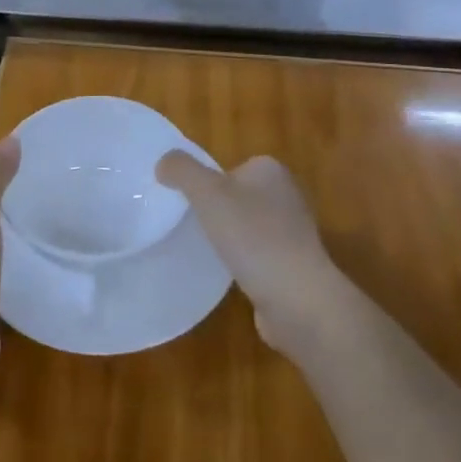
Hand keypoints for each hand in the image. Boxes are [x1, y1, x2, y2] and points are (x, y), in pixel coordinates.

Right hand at [156, 152, 360, 362]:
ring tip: (206, 251)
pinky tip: (228, 273)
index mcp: (271, 171)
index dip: (206, 183)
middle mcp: (287, 195)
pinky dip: (241, 261)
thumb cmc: (253, 237)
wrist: (297, 298)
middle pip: (237, 196)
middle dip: (215, 210)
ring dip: (228, 237)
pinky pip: (257, 254)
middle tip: (191, 227)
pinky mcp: (293, 264)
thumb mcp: (207, 193)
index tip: (188, 204)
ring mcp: (293, 232)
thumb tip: (164, 163)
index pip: (230, 167)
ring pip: (246, 226)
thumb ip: (182, 170)